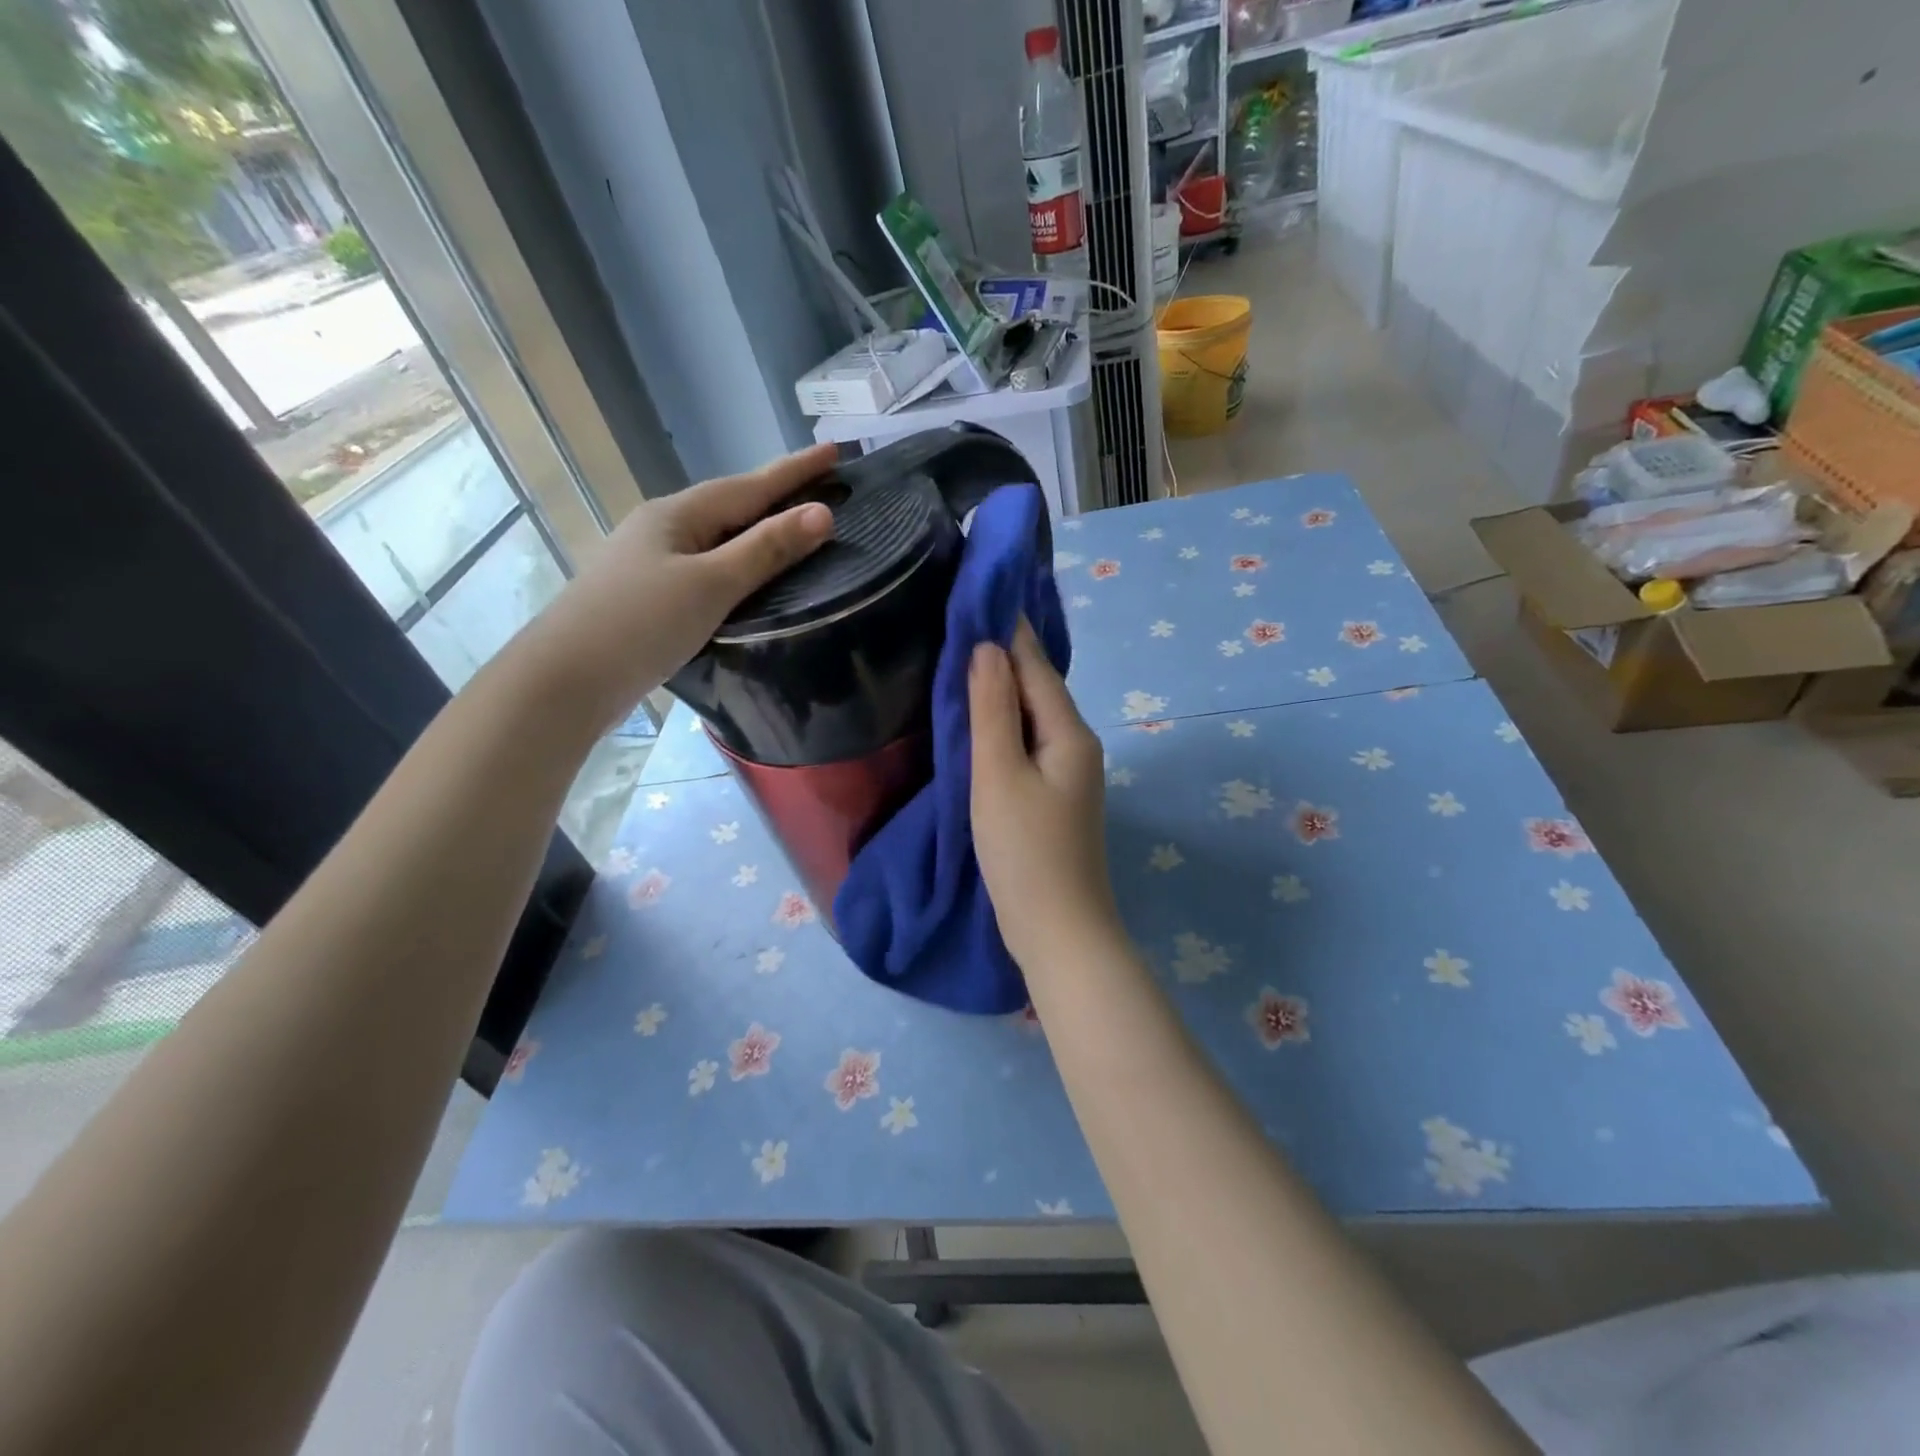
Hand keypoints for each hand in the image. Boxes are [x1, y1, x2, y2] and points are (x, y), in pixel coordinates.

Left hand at [531, 445, 836, 727]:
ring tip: (793, 527)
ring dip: (757, 529)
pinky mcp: (650, 597)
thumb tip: (822, 513)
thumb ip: (766, 550)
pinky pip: (707, 567)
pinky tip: (748, 576)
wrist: (566, 680)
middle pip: (731, 505)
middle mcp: (663, 529)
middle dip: (776, 494)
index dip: (795, 471)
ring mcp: (652, 563)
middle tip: (821, 485)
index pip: (749, 485)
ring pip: (717, 537)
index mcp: (678, 515)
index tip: (835, 450)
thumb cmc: (641, 624)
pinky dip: (737, 563)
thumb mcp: (711, 584)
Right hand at [970, 619, 1121, 969]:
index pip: (1035, 665)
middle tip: (962, 619)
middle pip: (1037, 687)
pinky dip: (1005, 724)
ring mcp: (1070, 773)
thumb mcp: (998, 776)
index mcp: (1069, 733)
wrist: (1058, 931)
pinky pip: (1028, 743)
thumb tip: (987, 647)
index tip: (980, 592)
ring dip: (1002, 688)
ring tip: (965, 658)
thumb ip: (991, 710)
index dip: (1007, 629)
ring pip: (1032, 716)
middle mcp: (1077, 745)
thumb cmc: (1024, 853)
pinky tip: (982, 720)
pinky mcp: (1055, 796)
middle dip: (1004, 654)